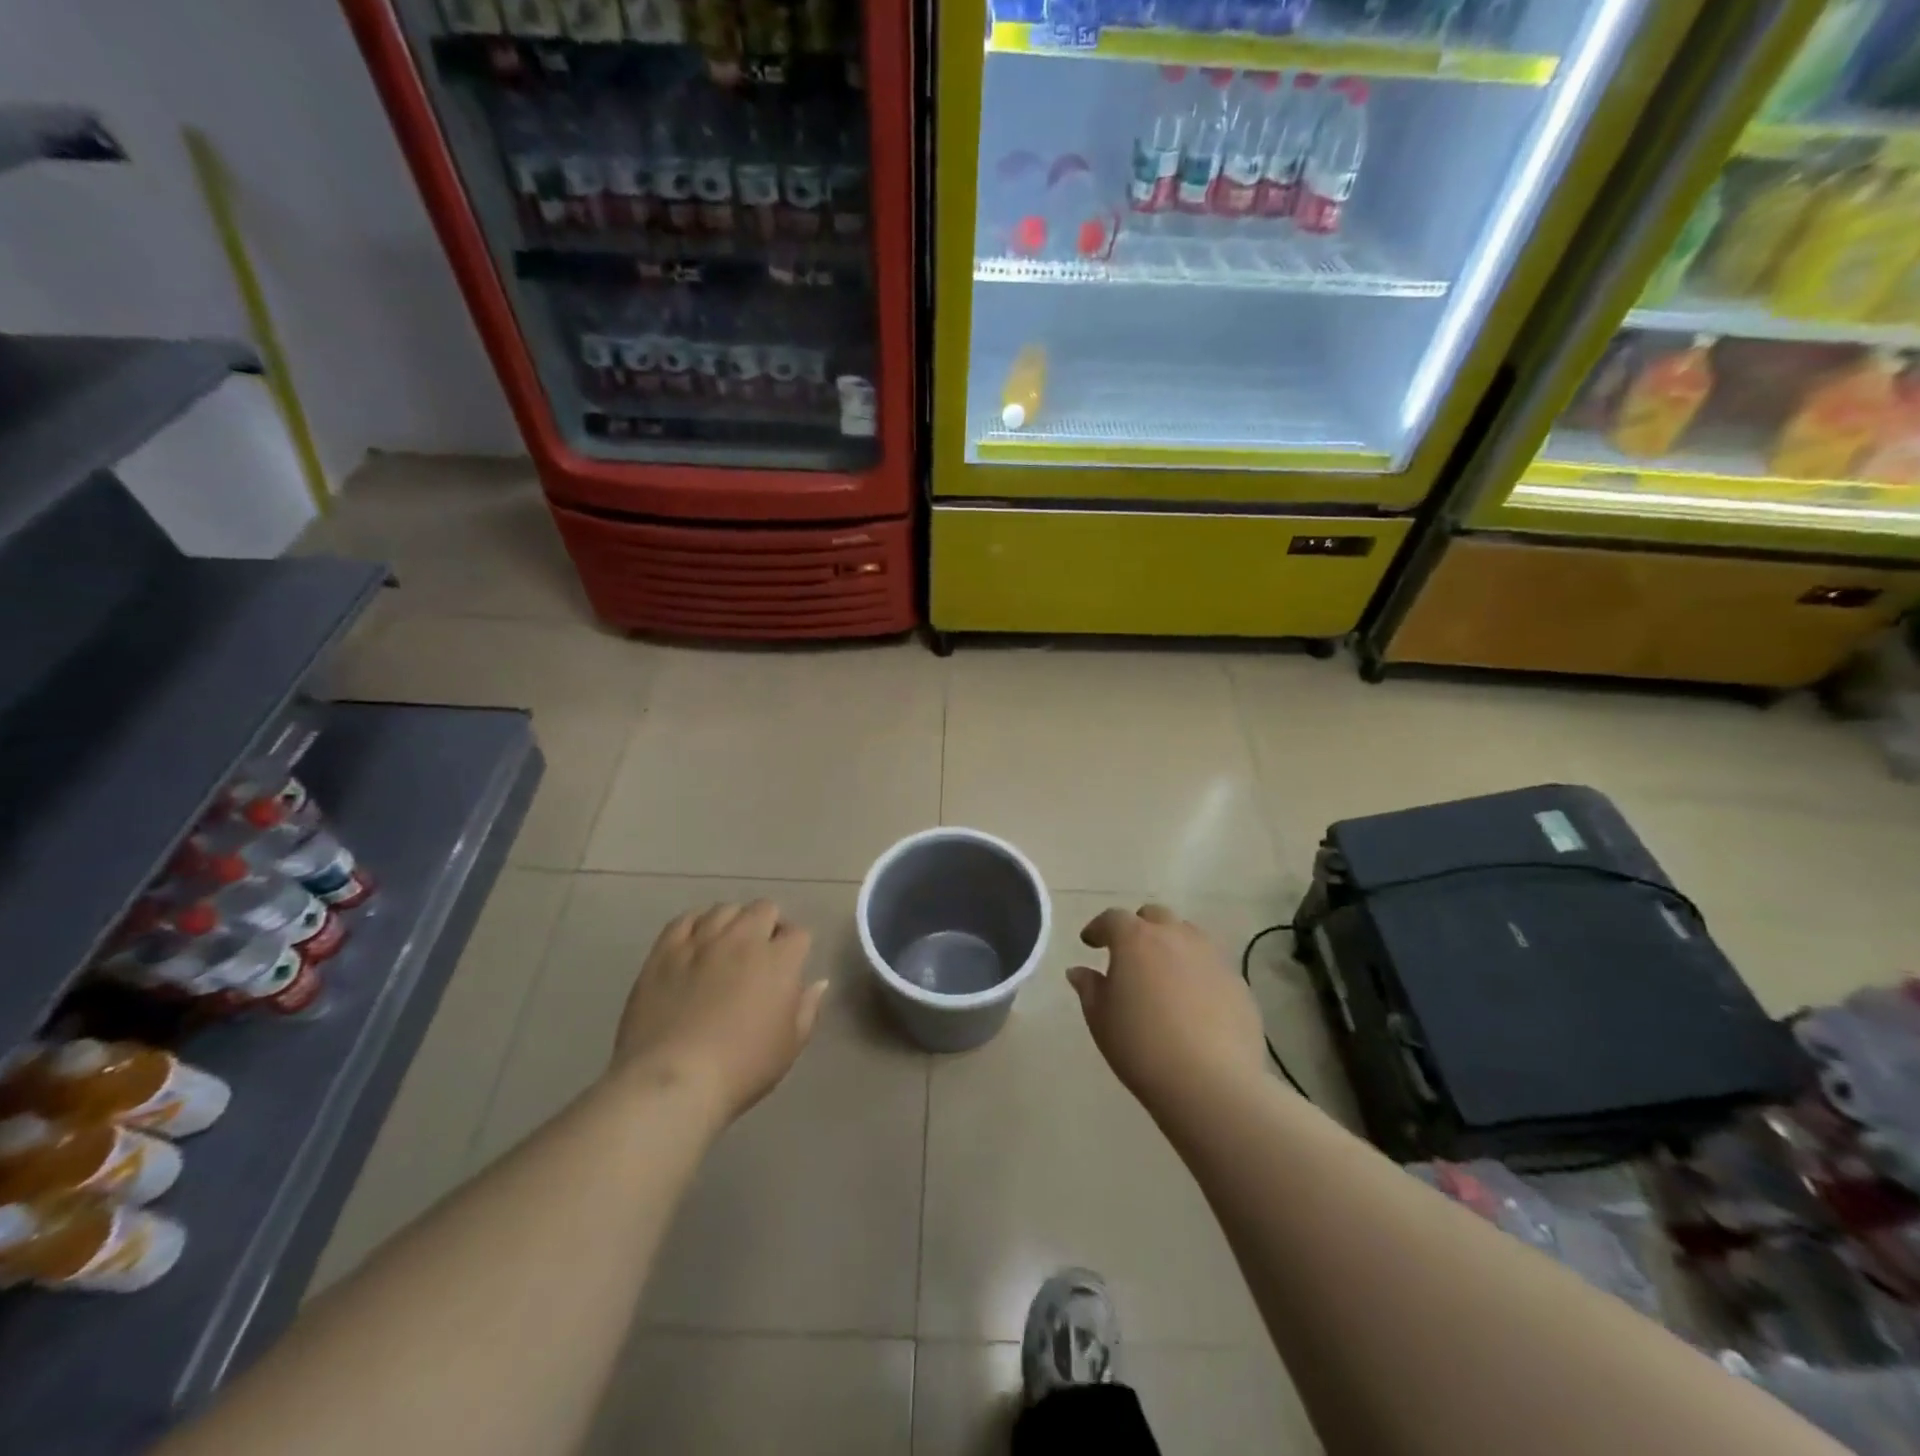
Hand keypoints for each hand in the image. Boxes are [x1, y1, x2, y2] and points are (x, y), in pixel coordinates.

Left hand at [613, 901, 827, 1126]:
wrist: (673, 1081)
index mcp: (779, 960)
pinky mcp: (666, 950)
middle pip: (764, 909)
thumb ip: (808, 1008)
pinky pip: (685, 919)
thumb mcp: (790, 1046)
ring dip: (733, 922)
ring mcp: (702, 941)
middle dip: (768, 925)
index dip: (796, 948)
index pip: (798, 934)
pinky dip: (696, 924)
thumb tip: (818, 983)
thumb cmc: (741, 1068)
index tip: (790, 966)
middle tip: (761, 953)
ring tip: (727, 945)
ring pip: (725, 909)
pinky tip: (696, 941)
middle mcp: (743, 939)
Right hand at [1069, 905, 1270, 1112]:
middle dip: (1138, 928)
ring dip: (1171, 945)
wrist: (1211, 1083)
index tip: (1090, 943)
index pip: (1113, 919)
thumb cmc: (1141, 1047)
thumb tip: (1080, 971)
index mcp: (1136, 940)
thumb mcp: (1101, 1019)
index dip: (1099, 928)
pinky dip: (1197, 972)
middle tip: (1129, 955)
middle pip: (1154, 917)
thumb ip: (1089, 988)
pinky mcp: (1237, 982)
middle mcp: (1175, 937)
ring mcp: (1212, 957)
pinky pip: (1211, 965)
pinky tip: (1193, 1003)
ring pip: (1188, 935)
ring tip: (1163, 975)